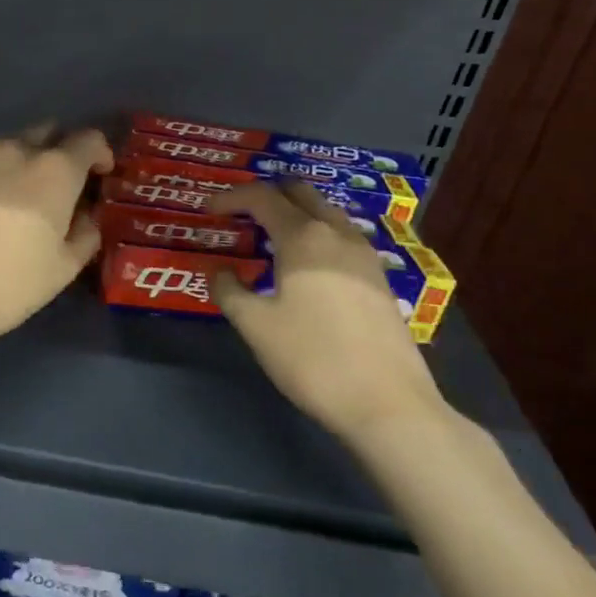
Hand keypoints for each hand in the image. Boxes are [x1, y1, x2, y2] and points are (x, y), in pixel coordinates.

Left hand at [0, 124, 113, 347]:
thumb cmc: (12, 283)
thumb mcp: (65, 267)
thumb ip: (85, 233)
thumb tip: (86, 216)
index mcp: (55, 170)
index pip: (89, 140)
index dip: (101, 154)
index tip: (101, 175)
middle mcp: (15, 152)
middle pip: (46, 132)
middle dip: (59, 149)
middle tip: (61, 184)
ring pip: (8, 147)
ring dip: (22, 163)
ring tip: (19, 198)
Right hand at [209, 182, 443, 433]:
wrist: (387, 403)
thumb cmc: (312, 358)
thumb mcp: (255, 326)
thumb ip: (229, 291)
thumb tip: (219, 271)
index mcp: (303, 237)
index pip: (261, 197)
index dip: (230, 198)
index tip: (208, 211)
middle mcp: (337, 233)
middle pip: (300, 192)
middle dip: (267, 195)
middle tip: (240, 217)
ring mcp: (365, 254)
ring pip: (326, 212)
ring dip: (295, 213)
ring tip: (270, 240)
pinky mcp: (379, 278)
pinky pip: (341, 237)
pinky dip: (317, 235)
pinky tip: (306, 267)